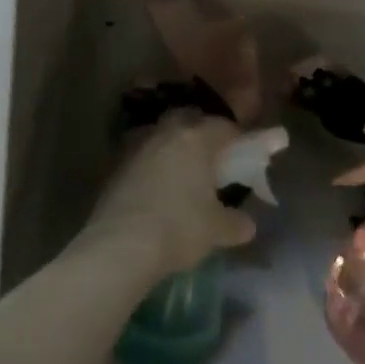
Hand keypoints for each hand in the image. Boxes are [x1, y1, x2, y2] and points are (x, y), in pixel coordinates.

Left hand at [82, 113, 257, 278]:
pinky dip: (151, 162)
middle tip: (210, 157)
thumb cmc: (178, 228)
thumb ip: (235, 223)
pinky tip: (154, 186)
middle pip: (189, 119)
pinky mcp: (116, 163)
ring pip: (162, 132)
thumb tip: (248, 224)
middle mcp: (167, 132)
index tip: (242, 156)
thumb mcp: (216, 230)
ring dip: (172, 144)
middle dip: (201, 132)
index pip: (225, 126)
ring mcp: (138, 144)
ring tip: (181, 171)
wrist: (120, 245)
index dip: (236, 139)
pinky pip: (142, 153)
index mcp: (197, 138)